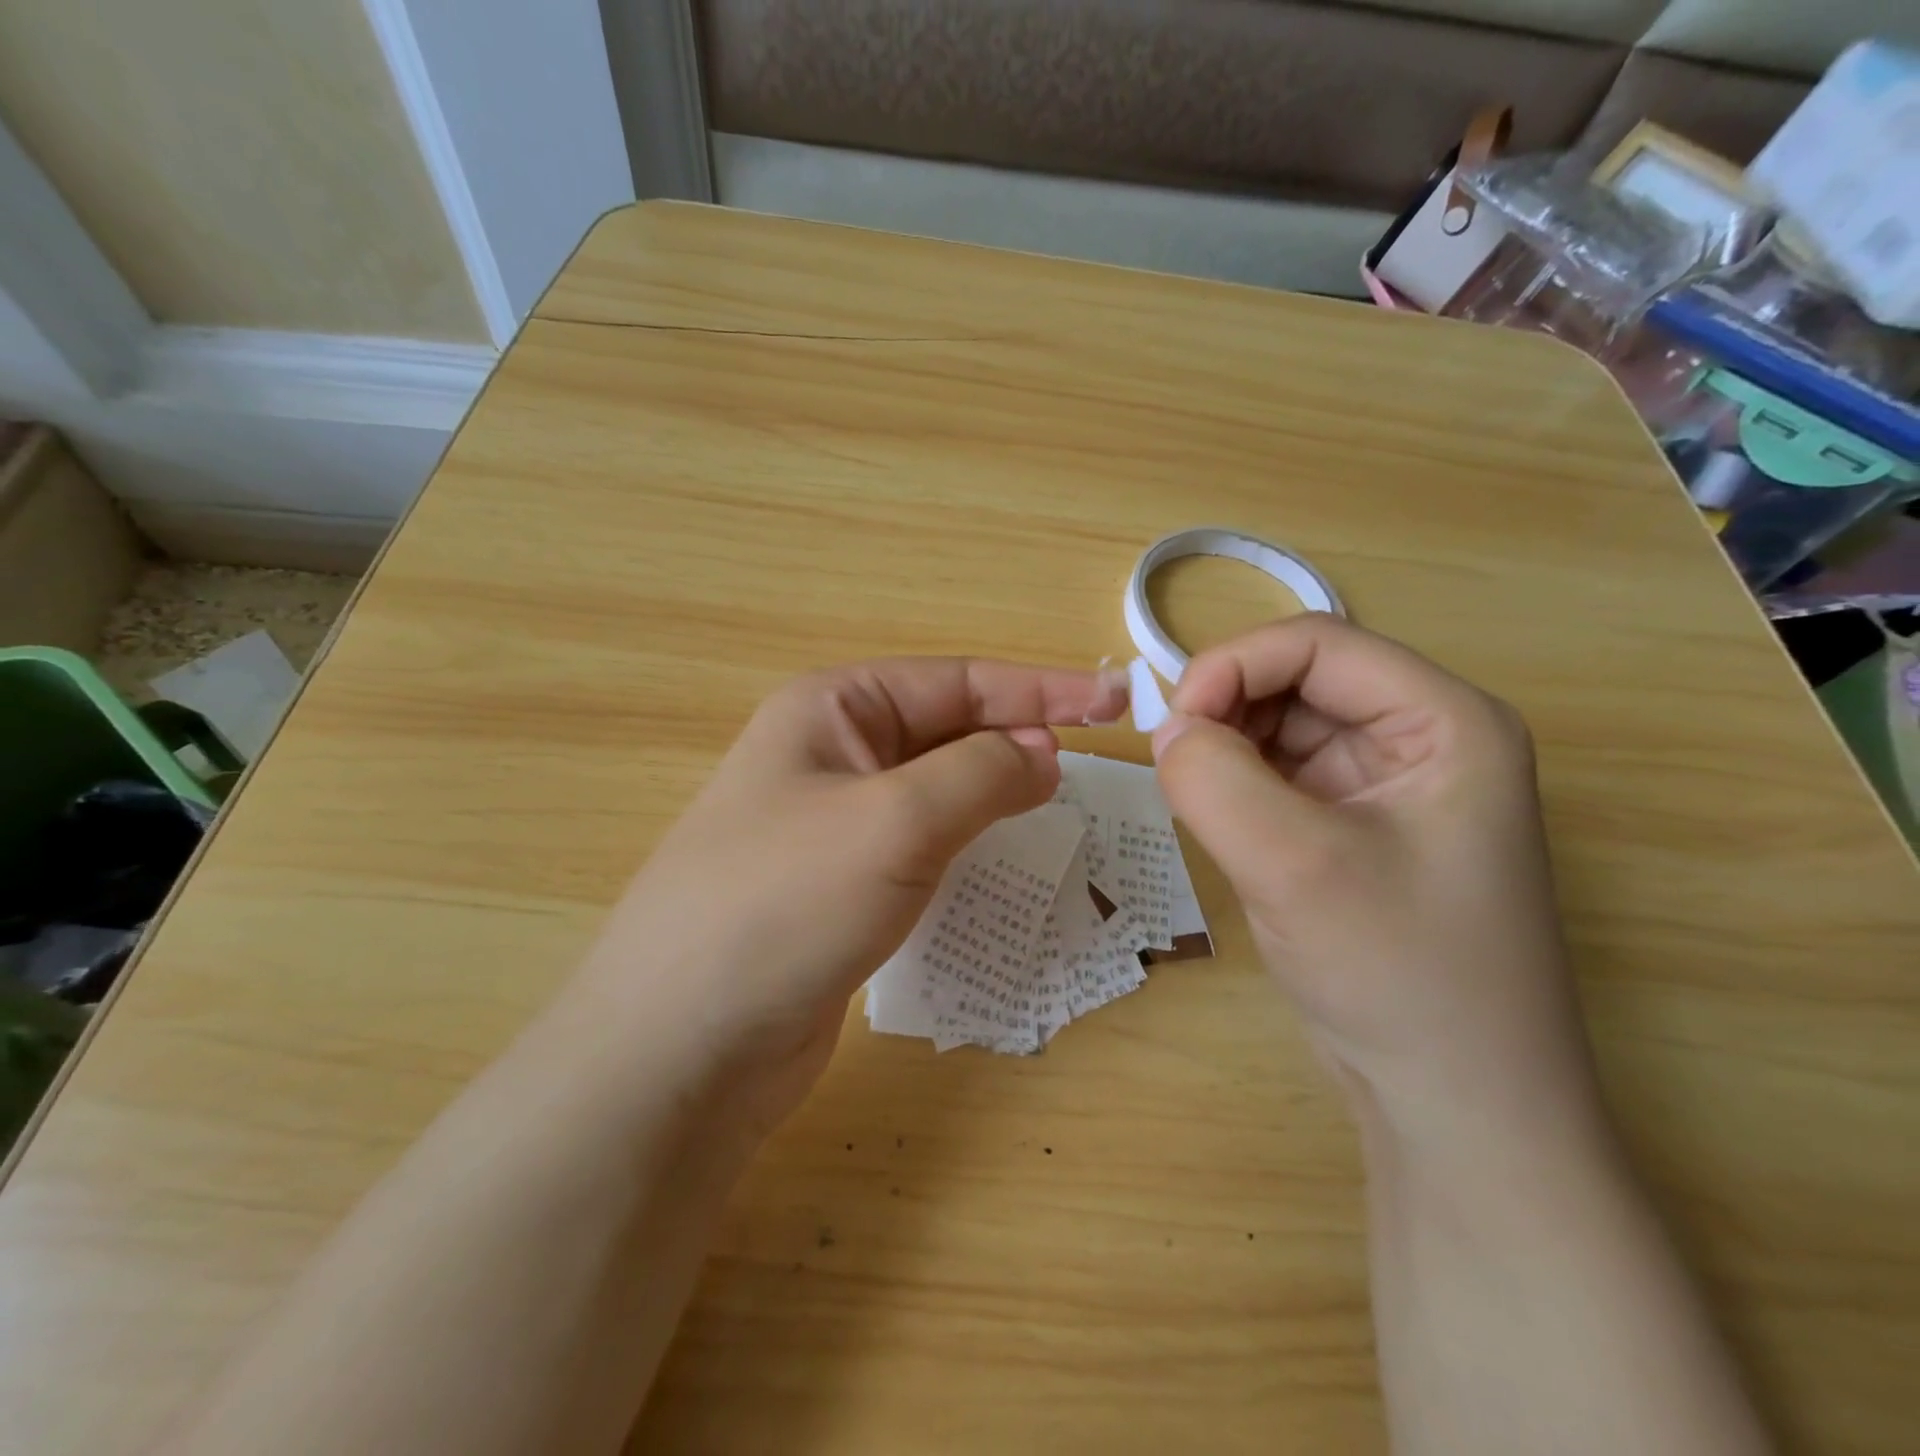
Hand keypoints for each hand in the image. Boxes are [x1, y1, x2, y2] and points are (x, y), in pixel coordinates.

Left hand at [565, 657, 1127, 1126]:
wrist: (682, 1047)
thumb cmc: (787, 904)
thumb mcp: (896, 819)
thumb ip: (981, 773)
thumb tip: (1042, 754)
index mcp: (833, 709)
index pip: (957, 681)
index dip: (1041, 691)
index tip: (1115, 705)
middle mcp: (830, 754)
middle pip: (947, 730)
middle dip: (1017, 740)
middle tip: (1090, 768)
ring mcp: (832, 823)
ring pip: (936, 790)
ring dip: (993, 793)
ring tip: (1053, 808)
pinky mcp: (839, 885)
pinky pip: (920, 845)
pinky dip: (965, 844)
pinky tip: (997, 860)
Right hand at [1151, 615, 1603, 1150]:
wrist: (1454, 1106)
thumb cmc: (1400, 976)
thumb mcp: (1295, 866)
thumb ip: (1215, 780)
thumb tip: (1165, 729)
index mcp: (1444, 721)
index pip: (1317, 643)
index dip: (1233, 666)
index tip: (1172, 727)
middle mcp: (1421, 738)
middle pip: (1298, 679)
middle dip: (1226, 709)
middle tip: (1176, 768)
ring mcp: (1386, 785)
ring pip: (1281, 726)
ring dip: (1227, 749)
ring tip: (1197, 801)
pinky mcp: (1352, 827)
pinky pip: (1279, 775)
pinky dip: (1236, 785)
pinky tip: (1219, 824)